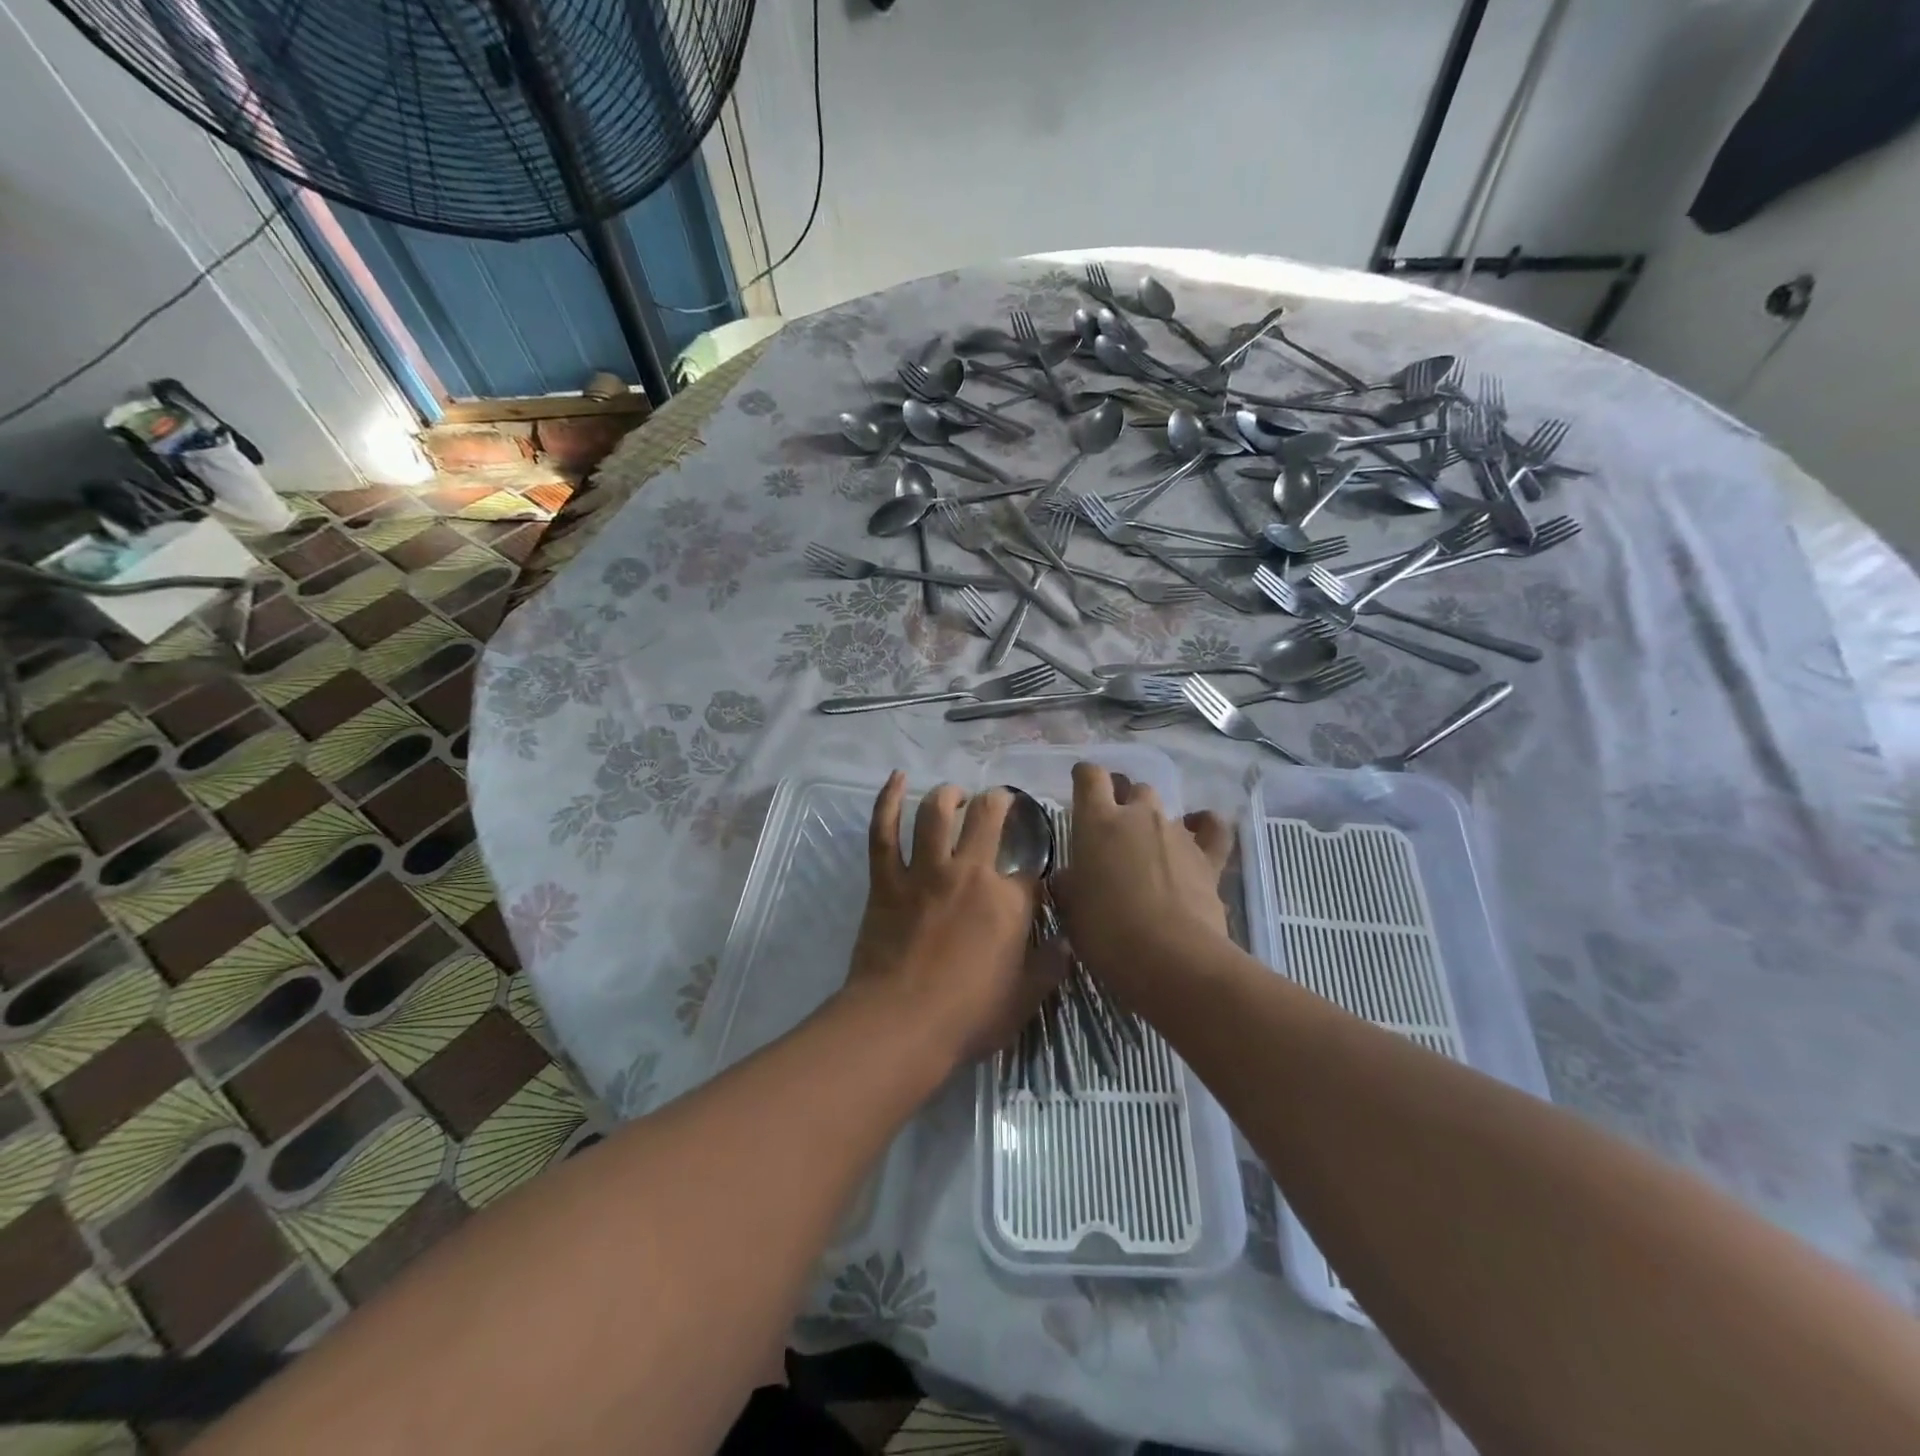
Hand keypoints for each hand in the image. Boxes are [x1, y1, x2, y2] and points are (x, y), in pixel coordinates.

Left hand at [842, 772, 1050, 1064]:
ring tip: (956, 794)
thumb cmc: (967, 1017)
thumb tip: (1068, 942)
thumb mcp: (1024, 999)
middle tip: (1000, 801)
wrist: (900, 1023)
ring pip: (936, 814)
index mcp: (1008, 902)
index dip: (1034, 869)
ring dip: (949, 795)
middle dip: (999, 803)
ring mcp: (924, 872)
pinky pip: (884, 832)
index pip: (1030, 871)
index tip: (1033, 876)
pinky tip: (896, 779)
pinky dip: (887, 801)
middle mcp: (969, 873)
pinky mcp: (887, 880)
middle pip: (988, 819)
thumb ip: (1049, 966)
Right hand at [1053, 761, 1232, 1012]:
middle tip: (1114, 830)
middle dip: (1124, 801)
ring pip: (1165, 810)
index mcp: (1097, 822)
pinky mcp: (1208, 858)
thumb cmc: (1106, 932)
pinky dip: (1203, 827)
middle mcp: (1138, 816)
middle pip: (1133, 788)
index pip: (1090, 776)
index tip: (1081, 785)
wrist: (1171, 958)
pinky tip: (1196, 832)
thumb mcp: (1071, 910)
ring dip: (1154, 823)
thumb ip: (1069, 884)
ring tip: (1148, 850)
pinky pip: (1210, 828)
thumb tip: (1069, 878)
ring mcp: (1177, 833)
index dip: (1085, 776)